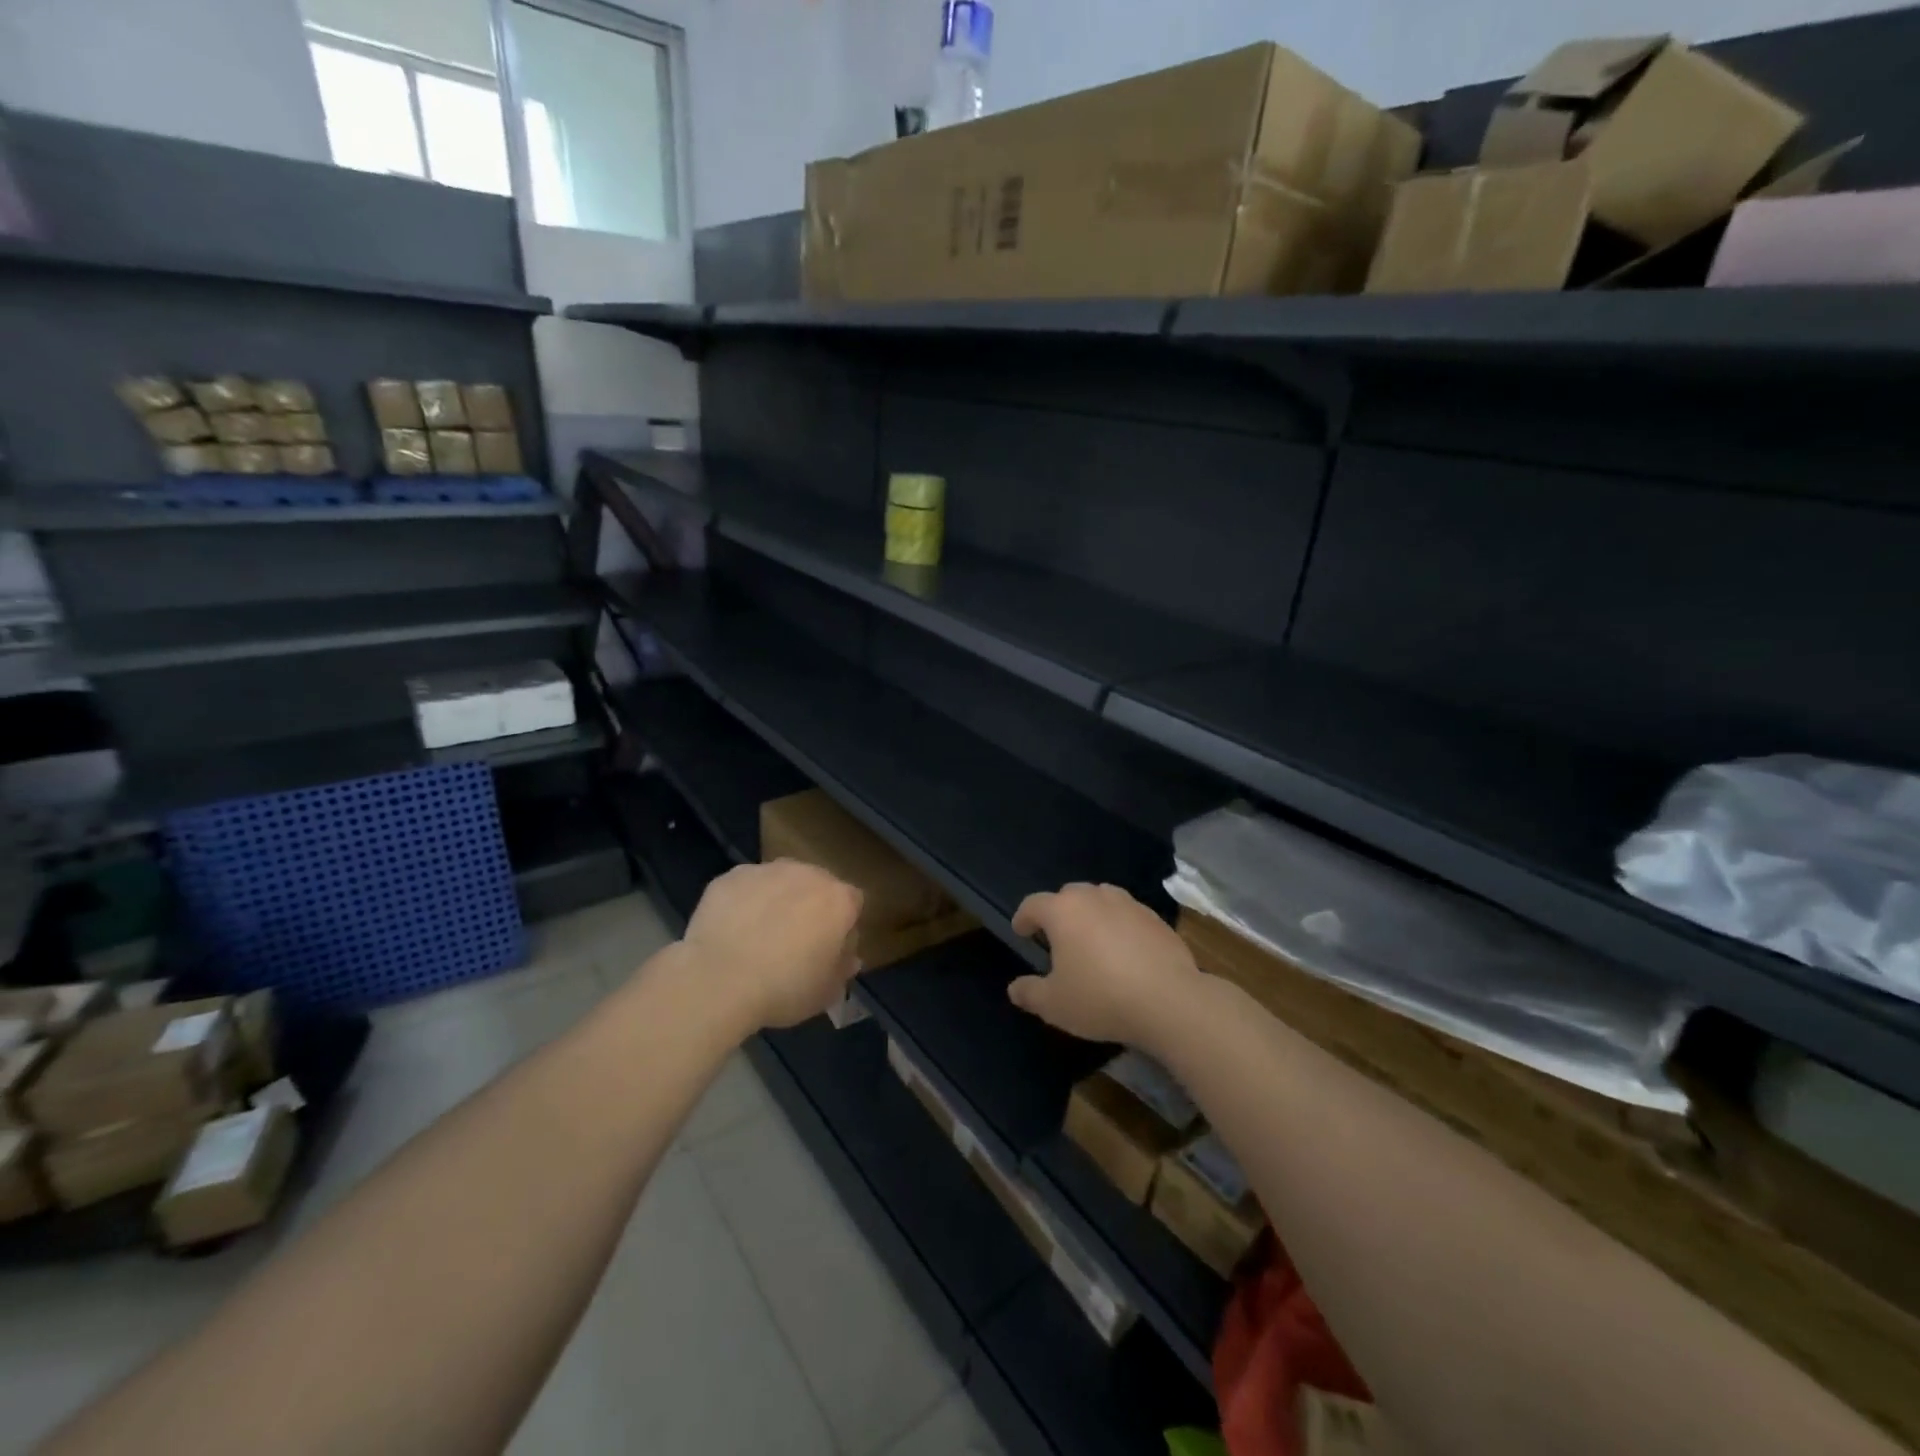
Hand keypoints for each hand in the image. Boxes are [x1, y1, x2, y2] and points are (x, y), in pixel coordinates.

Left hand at [681, 860, 863, 1031]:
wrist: (718, 979)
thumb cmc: (783, 988)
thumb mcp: (825, 993)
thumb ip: (842, 970)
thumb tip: (849, 958)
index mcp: (838, 899)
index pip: (853, 903)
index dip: (843, 925)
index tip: (829, 948)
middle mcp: (807, 874)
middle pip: (817, 885)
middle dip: (810, 906)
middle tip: (794, 940)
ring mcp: (767, 870)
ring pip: (780, 881)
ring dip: (777, 899)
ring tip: (759, 934)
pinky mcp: (731, 875)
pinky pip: (746, 886)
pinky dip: (744, 901)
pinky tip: (732, 929)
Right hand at [1006, 883, 1200, 1049]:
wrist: (1168, 1001)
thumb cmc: (1100, 998)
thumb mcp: (1054, 1005)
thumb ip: (1029, 993)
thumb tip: (1014, 988)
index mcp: (1063, 911)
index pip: (1033, 904)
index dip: (1023, 918)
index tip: (1021, 932)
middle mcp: (1094, 897)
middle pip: (1068, 895)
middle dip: (1058, 912)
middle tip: (1057, 938)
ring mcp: (1128, 904)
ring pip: (1101, 899)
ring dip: (1091, 914)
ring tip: (1092, 940)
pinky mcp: (1155, 918)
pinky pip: (1128, 914)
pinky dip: (1119, 925)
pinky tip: (1124, 951)